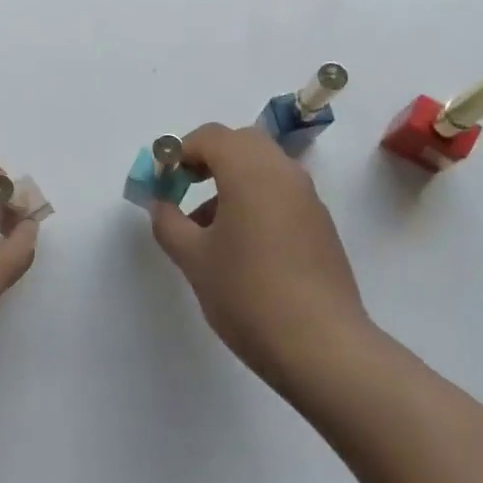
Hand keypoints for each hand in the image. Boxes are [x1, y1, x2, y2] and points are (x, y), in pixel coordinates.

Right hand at [149, 124, 368, 390]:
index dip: (179, 152)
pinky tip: (240, 245)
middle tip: (183, 190)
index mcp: (250, 171)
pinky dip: (254, 199)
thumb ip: (169, 223)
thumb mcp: (193, 259)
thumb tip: (161, 204)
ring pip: (263, 168)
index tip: (162, 183)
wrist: (321, 345)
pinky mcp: (320, 225)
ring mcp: (308, 198)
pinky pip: (280, 193)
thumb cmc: (247, 294)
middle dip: (207, 159)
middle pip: (241, 143)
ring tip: (205, 227)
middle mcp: (284, 173)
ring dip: (231, 180)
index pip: (210, 137)